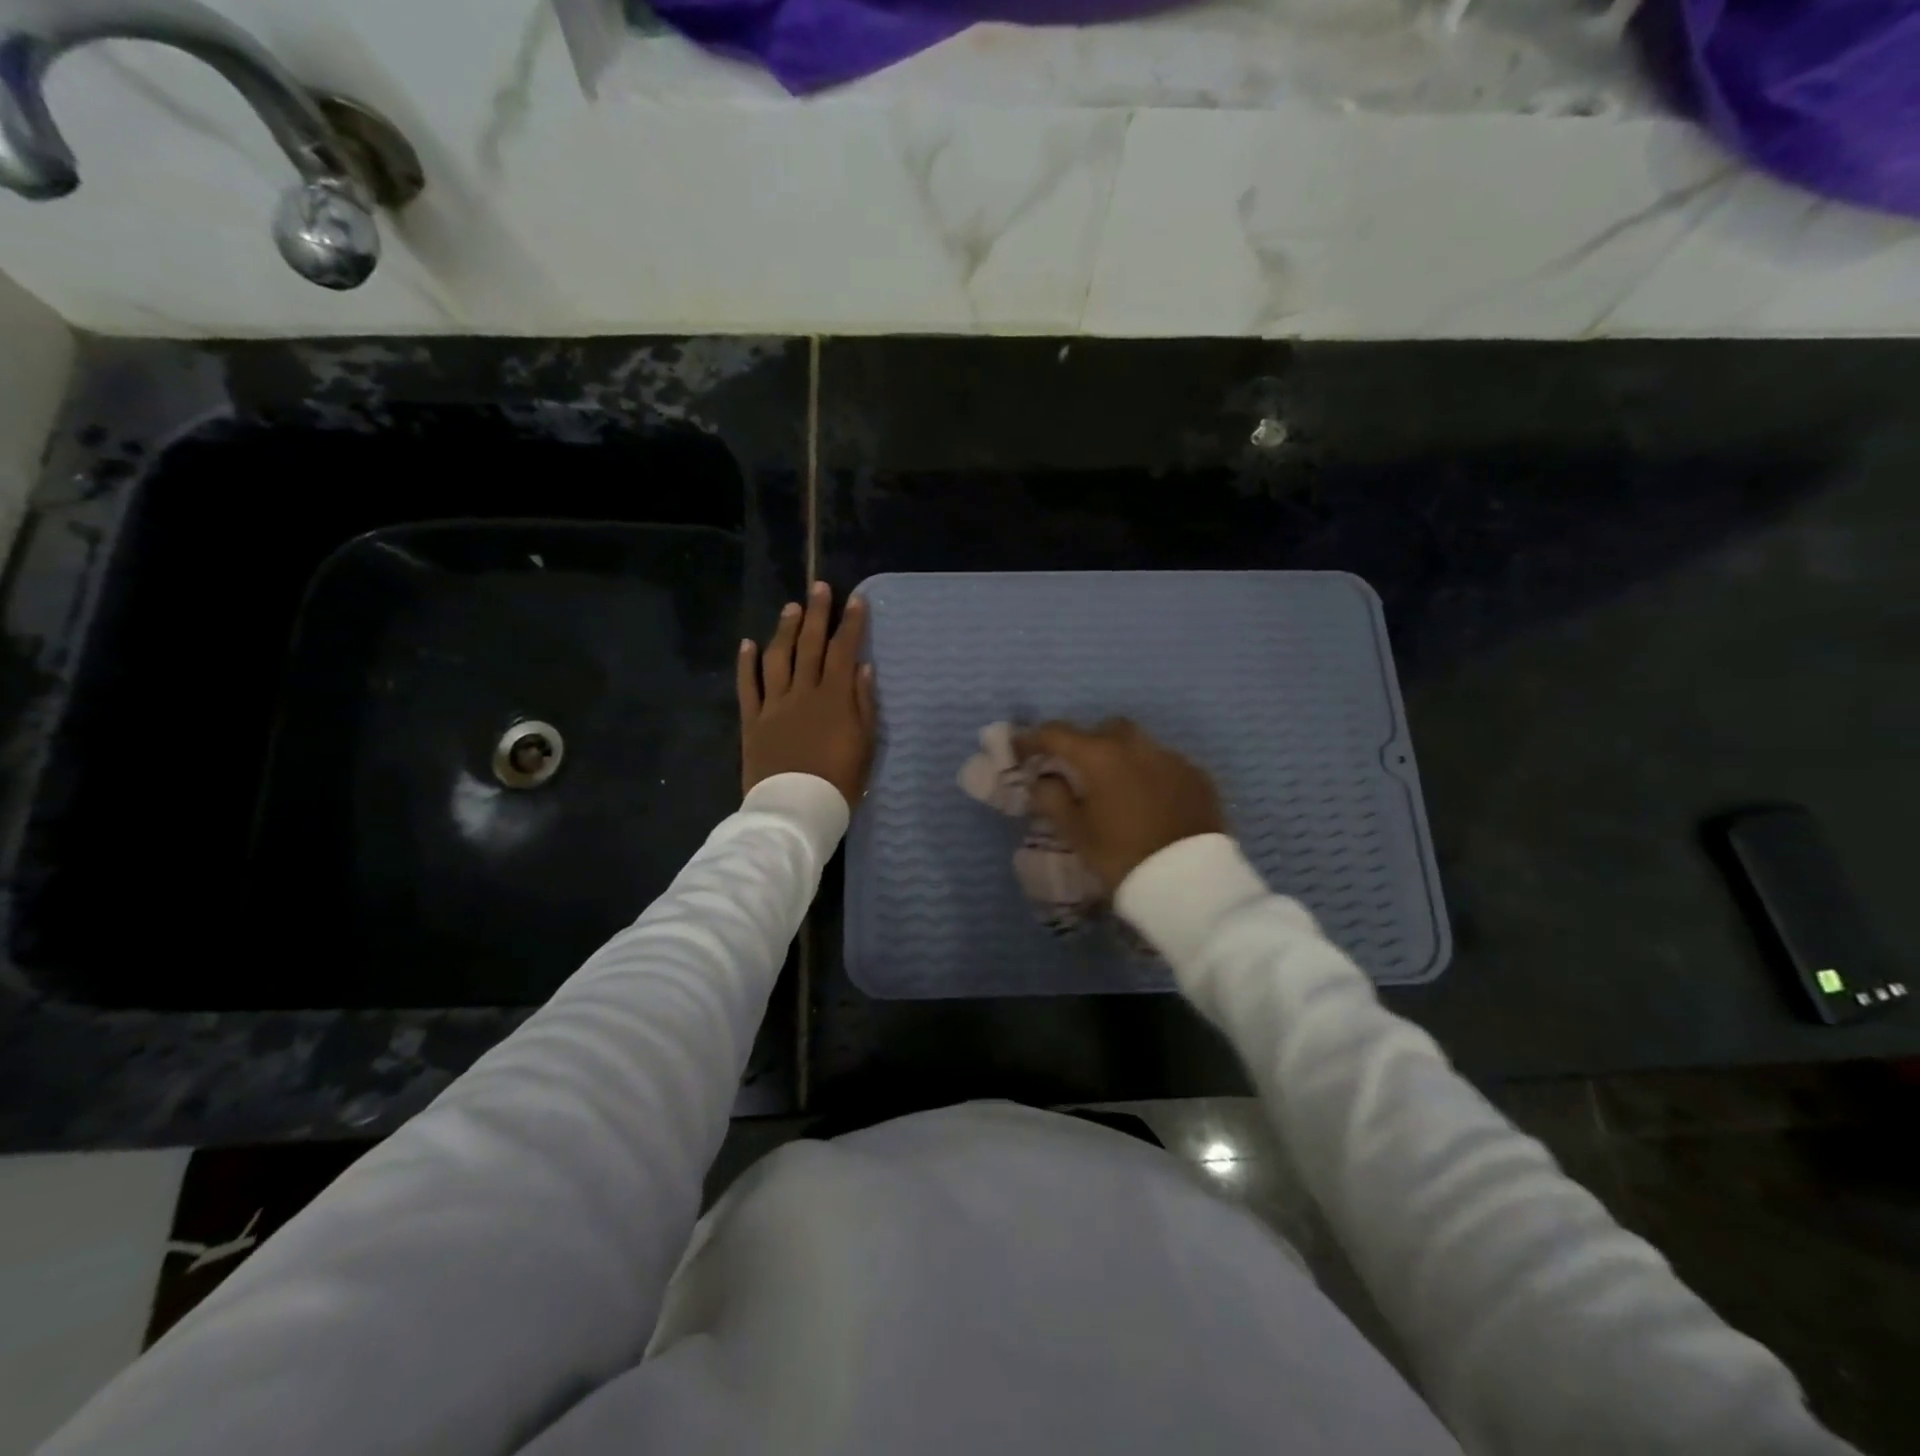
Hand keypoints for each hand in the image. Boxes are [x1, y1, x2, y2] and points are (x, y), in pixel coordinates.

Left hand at [738, 582, 875, 809]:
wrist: (796, 809)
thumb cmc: (839, 781)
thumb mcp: (865, 745)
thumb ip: (864, 703)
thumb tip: (862, 667)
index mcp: (834, 698)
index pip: (844, 651)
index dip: (850, 624)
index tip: (856, 600)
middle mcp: (803, 693)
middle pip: (810, 646)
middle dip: (817, 614)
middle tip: (819, 588)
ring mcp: (774, 705)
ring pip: (778, 658)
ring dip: (785, 629)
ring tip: (791, 608)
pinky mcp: (753, 721)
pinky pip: (747, 686)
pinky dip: (747, 663)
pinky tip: (748, 643)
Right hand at [1015, 719, 1224, 888]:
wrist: (1189, 882)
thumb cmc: (1122, 856)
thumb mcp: (1077, 833)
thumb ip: (1053, 799)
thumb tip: (1042, 779)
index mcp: (1101, 756)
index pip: (1057, 733)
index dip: (1034, 739)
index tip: (1021, 749)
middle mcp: (1137, 746)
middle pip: (1105, 730)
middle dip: (1087, 743)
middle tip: (1078, 770)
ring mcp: (1172, 758)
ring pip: (1139, 745)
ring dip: (1122, 758)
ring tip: (1116, 788)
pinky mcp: (1198, 777)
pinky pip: (1165, 764)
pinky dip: (1151, 774)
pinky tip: (1149, 801)